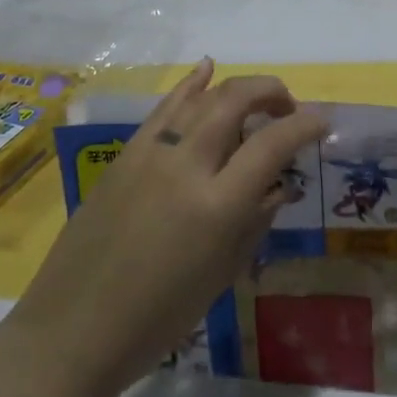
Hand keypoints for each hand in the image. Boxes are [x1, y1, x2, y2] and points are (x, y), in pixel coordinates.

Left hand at [6, 60, 326, 396]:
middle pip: (236, 99)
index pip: (271, 144)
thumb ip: (255, 219)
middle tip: (288, 107)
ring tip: (256, 98)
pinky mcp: (125, 152)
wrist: (75, 327)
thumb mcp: (222, 274)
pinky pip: (166, 106)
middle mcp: (186, 165)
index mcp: (216, 205)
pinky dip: (191, 84)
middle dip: (271, 92)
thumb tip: (278, 183)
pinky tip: (206, 68)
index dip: (303, 125)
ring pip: (202, 96)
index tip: (322, 121)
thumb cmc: (158, 318)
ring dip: (237, 88)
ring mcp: (151, 152)